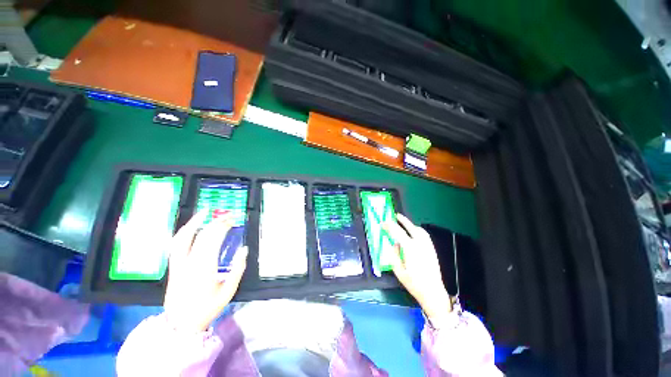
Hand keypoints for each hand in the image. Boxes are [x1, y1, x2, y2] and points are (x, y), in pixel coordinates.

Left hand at [163, 210, 247, 332]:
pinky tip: (190, 227)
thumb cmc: (207, 308)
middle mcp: (189, 262)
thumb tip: (244, 249)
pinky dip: (183, 233)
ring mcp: (178, 264)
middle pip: (202, 235)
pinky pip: (175, 245)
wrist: (180, 325)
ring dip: (194, 222)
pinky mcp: (173, 267)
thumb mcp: (229, 291)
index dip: (223, 226)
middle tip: (228, 216)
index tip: (233, 220)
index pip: (213, 239)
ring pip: (183, 237)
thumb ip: (238, 269)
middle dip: (216, 222)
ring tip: (204, 212)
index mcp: (204, 267)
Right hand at [385, 214, 451, 322]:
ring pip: (419, 230)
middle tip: (395, 215)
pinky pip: (424, 235)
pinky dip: (417, 230)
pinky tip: (413, 232)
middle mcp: (420, 244)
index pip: (398, 232)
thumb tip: (394, 244)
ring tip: (403, 222)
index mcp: (410, 249)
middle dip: (402, 220)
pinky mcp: (432, 250)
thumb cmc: (413, 283)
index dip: (390, 226)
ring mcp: (428, 246)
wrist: (433, 293)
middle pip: (411, 227)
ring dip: (410, 224)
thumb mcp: (398, 270)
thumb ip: (394, 255)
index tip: (383, 223)